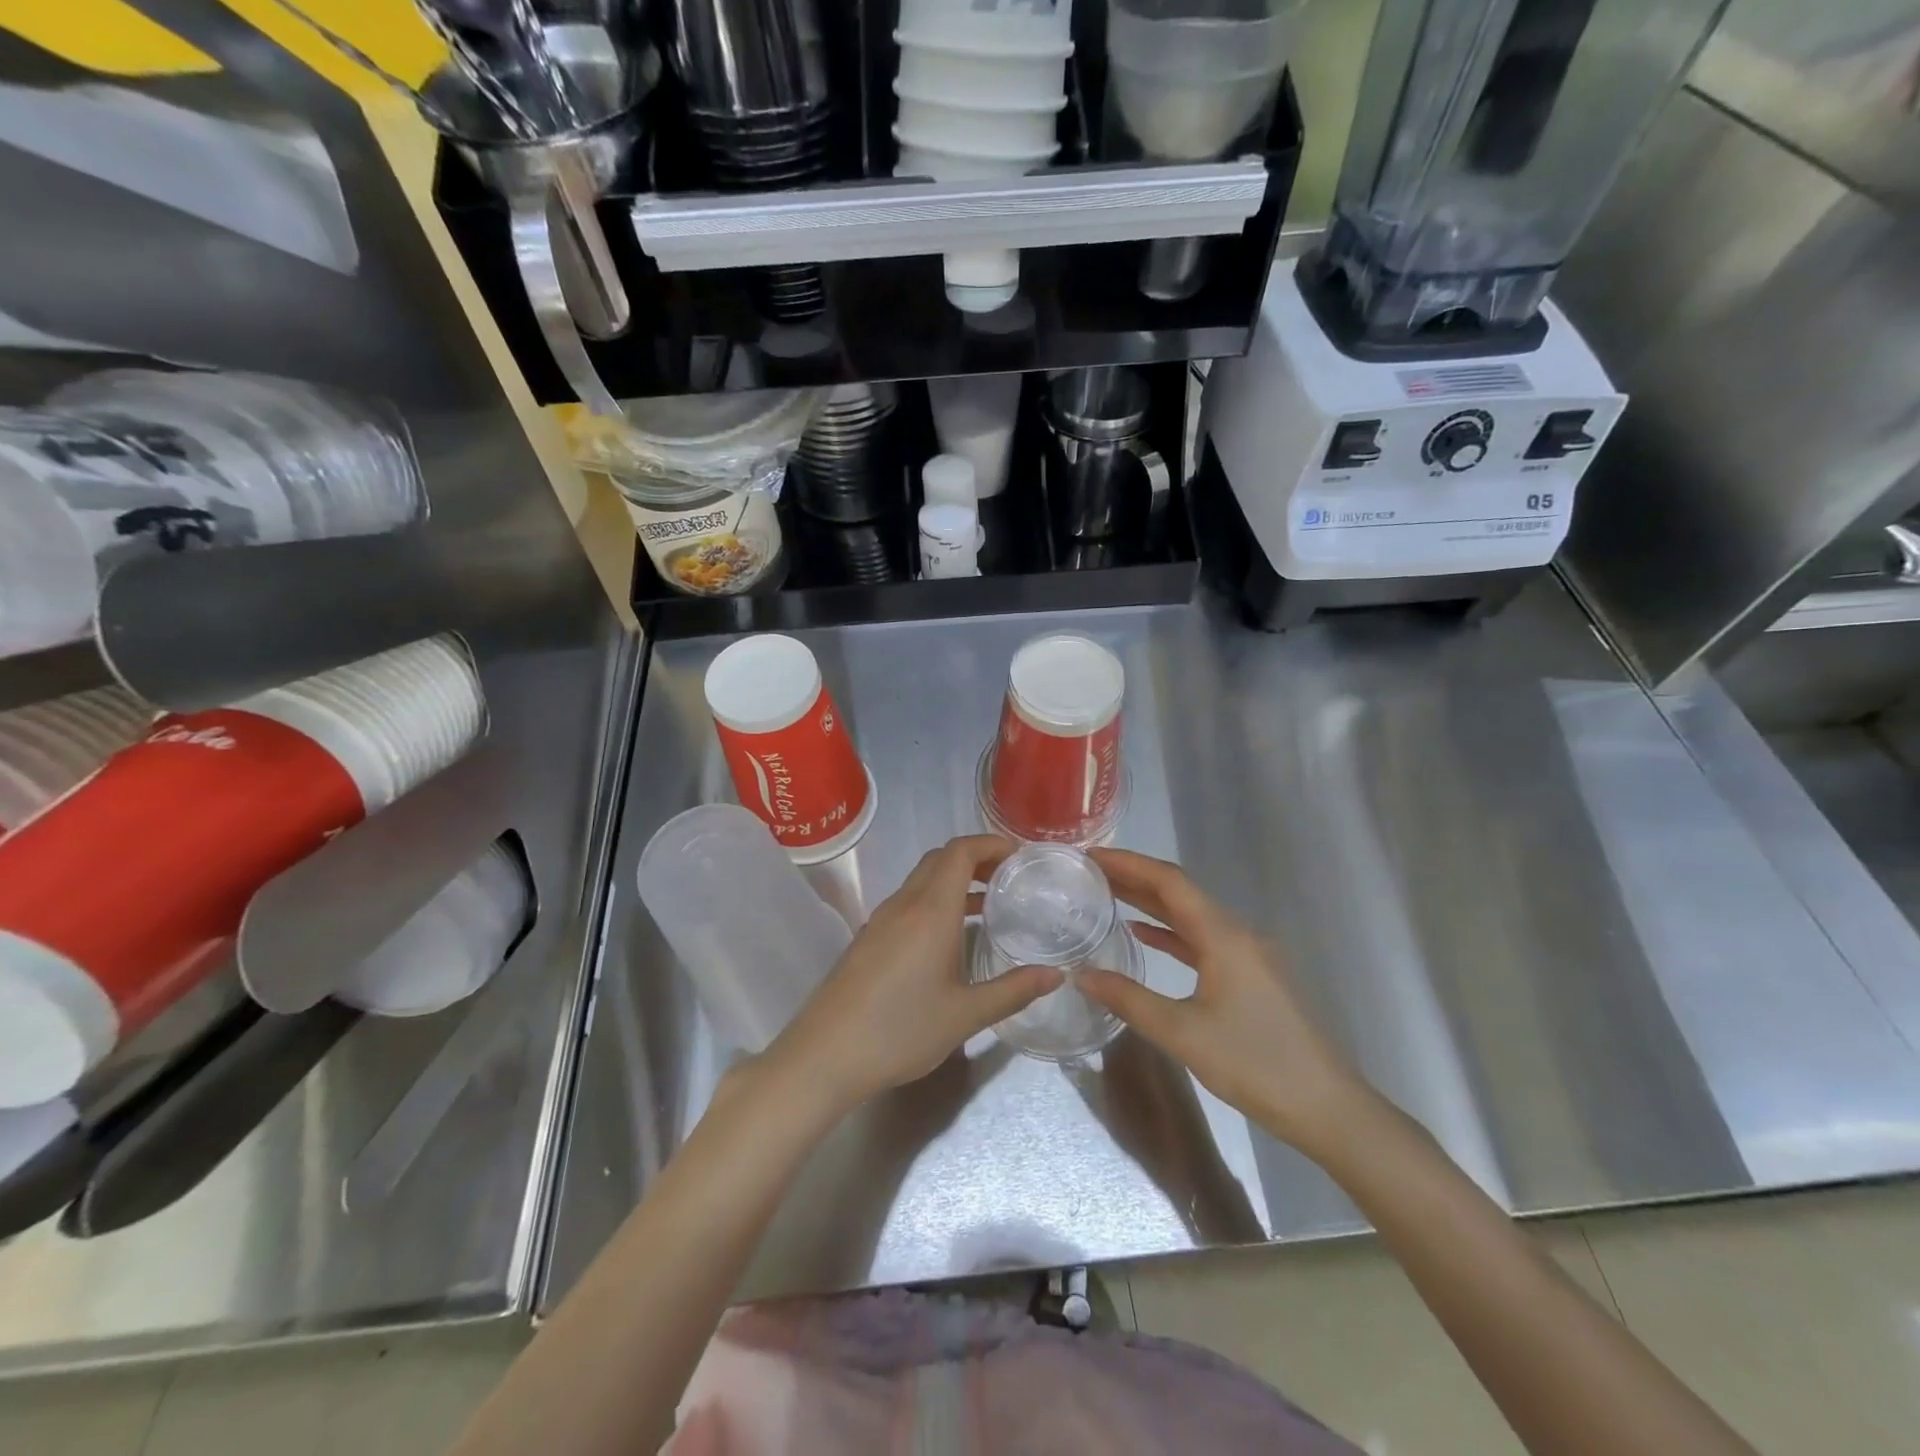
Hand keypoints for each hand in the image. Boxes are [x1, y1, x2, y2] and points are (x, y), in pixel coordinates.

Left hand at [767, 835, 1061, 1110]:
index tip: (1020, 856)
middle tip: (1011, 877)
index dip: (991, 843)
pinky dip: (936, 900)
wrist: (825, 1055)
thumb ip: (1013, 991)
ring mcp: (881, 920)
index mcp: (930, 910)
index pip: (960, 851)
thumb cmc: (900, 1030)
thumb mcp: (965, 1015)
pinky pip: (908, 902)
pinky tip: (950, 937)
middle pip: (941, 859)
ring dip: (955, 880)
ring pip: (922, 880)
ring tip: (989, 905)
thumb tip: (1057, 975)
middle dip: (977, 858)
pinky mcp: (868, 938)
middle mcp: (904, 904)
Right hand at [1077, 848, 1374, 1159]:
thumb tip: (1080, 975)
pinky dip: (1170, 933)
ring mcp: (1247, 955)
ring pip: (1190, 916)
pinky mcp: (1250, 976)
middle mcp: (1237, 934)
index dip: (1128, 863)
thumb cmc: (1255, 1064)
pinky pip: (1201, 940)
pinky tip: (1142, 935)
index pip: (1169, 882)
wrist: (1326, 1108)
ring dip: (1150, 903)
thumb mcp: (1183, 1033)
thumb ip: (1129, 999)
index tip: (1090, 855)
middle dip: (1134, 878)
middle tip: (1089, 872)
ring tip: (1106, 895)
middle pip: (1179, 892)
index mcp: (1224, 936)